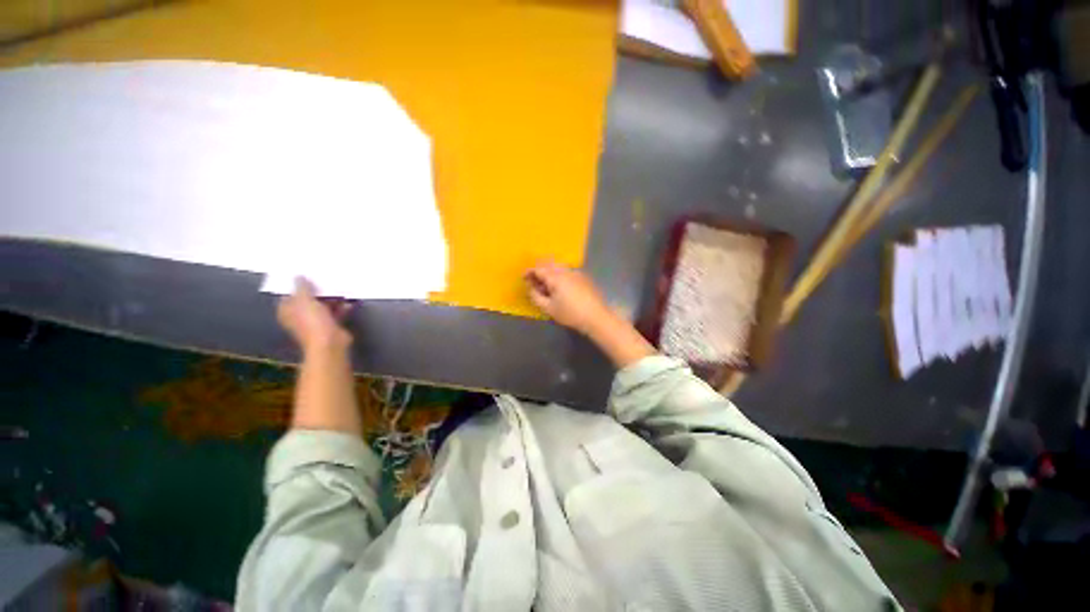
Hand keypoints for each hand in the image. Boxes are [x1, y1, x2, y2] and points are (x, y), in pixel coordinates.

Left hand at [277, 277, 351, 352]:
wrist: (330, 345)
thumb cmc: (311, 321)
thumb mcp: (303, 297)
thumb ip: (301, 285)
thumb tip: (298, 276)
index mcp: (287, 312)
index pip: (288, 295)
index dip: (295, 284)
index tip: (303, 272)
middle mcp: (298, 319)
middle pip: (305, 300)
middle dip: (314, 289)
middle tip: (321, 274)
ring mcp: (314, 324)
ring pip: (320, 306)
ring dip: (328, 297)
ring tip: (336, 283)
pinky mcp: (329, 328)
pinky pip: (334, 312)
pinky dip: (340, 306)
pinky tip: (346, 298)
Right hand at [526, 260, 613, 333]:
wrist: (596, 317)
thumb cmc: (570, 314)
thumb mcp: (549, 308)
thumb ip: (536, 296)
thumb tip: (530, 288)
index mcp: (556, 277)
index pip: (539, 269)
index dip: (529, 272)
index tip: (523, 278)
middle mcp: (566, 271)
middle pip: (549, 267)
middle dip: (540, 274)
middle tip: (535, 284)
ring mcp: (577, 273)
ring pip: (559, 270)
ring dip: (551, 276)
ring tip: (547, 289)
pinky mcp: (585, 279)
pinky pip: (568, 274)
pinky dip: (560, 278)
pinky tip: (561, 290)